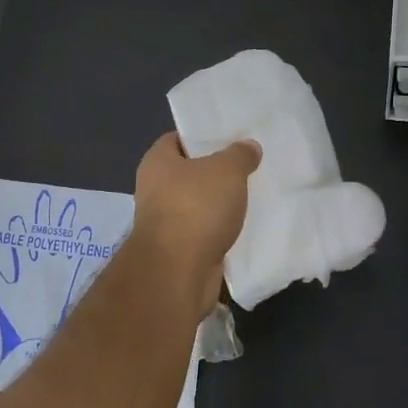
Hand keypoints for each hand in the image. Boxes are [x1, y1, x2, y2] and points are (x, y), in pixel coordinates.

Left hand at [130, 133, 260, 317]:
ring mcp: (165, 221)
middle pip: (190, 172)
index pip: (178, 139)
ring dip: (220, 204)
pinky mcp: (179, 249)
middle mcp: (155, 189)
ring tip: (253, 195)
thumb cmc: (196, 207)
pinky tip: (246, 226)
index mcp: (157, 162)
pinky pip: (204, 231)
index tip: (231, 138)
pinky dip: (221, 229)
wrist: (178, 271)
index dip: (203, 136)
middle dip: (217, 172)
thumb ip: (239, 155)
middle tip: (248, 166)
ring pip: (199, 204)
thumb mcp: (226, 170)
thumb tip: (248, 146)